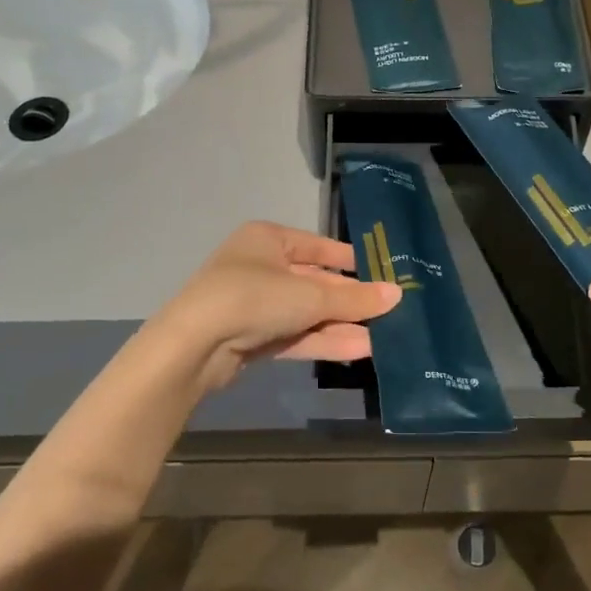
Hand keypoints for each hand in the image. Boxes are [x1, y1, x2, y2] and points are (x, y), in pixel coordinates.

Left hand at [157, 222, 400, 391]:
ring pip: (306, 312)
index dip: (350, 260)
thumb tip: (397, 294)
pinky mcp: (251, 337)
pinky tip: (358, 350)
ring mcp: (254, 304)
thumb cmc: (253, 298)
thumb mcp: (310, 296)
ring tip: (382, 337)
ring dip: (341, 325)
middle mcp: (260, 266)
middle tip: (388, 312)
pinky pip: (295, 334)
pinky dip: (322, 340)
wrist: (193, 346)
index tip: (382, 273)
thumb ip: (354, 299)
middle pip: (315, 282)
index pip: (319, 246)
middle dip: (349, 300)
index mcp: (268, 239)